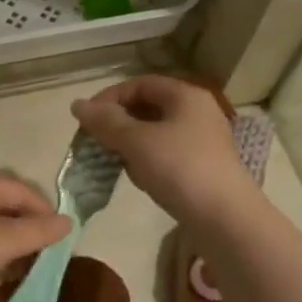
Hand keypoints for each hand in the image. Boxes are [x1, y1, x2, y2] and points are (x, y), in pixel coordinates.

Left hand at [0, 171, 70, 301]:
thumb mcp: (5, 242)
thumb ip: (39, 231)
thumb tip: (68, 221)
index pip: (25, 191)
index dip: (46, 215)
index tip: (59, 245)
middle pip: (6, 207)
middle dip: (26, 234)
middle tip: (39, 261)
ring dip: (6, 248)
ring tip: (16, 273)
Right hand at [72, 76, 258, 230]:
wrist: (224, 218)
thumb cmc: (179, 169)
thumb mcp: (136, 141)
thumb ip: (105, 121)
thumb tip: (77, 104)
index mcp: (185, 96)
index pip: (139, 83)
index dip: (109, 97)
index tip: (87, 119)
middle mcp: (197, 112)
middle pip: (148, 106)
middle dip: (118, 122)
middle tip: (95, 140)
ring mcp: (202, 140)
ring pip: (155, 132)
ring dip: (130, 142)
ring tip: (113, 159)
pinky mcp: (202, 166)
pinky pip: (166, 153)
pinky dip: (146, 159)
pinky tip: (138, 176)